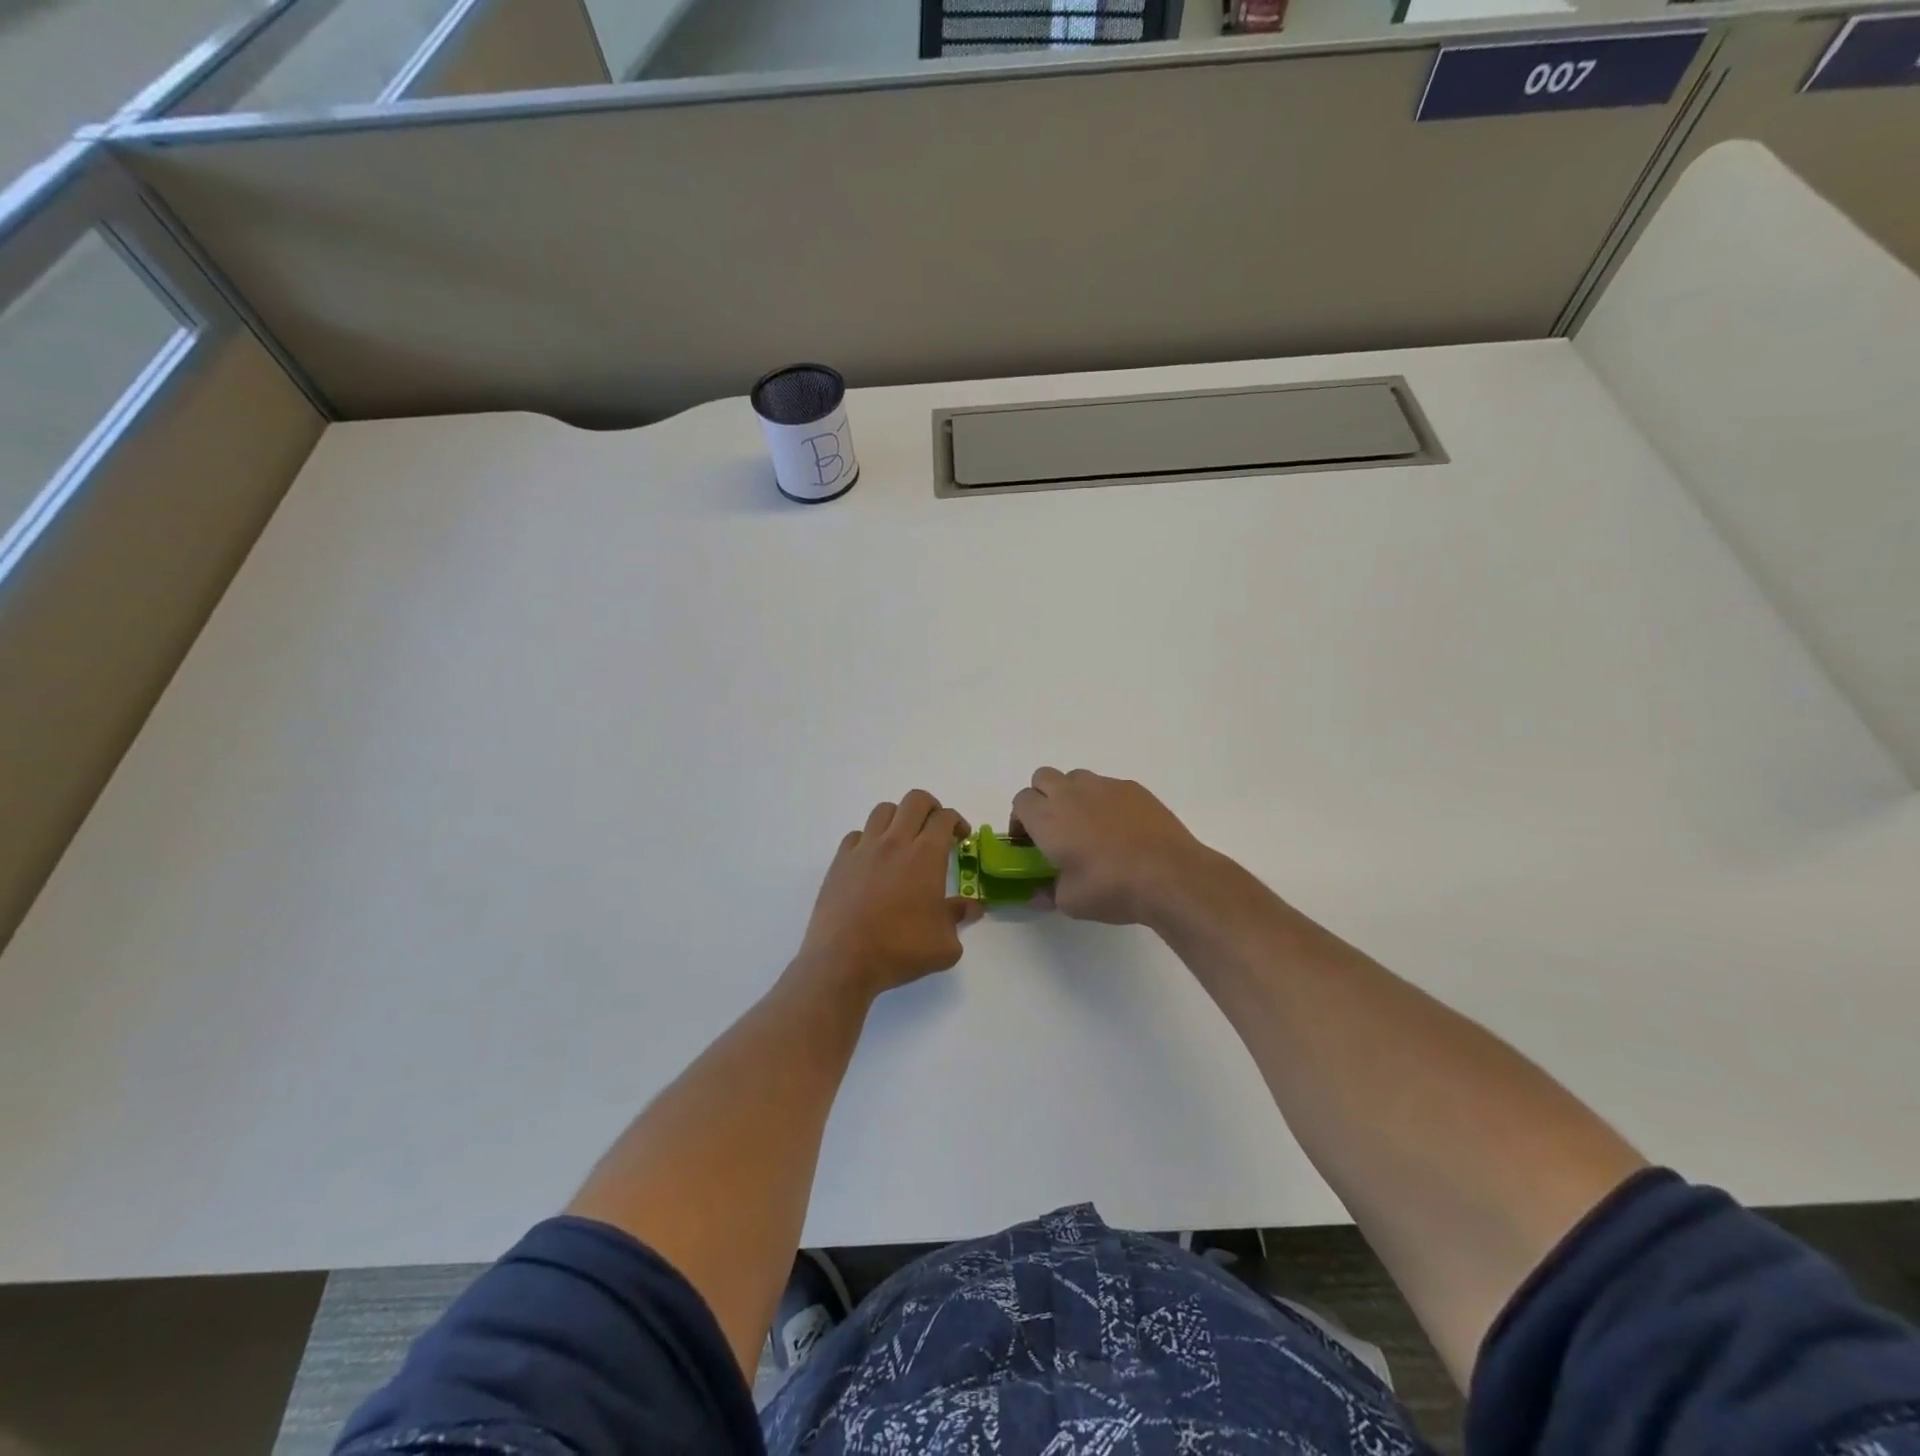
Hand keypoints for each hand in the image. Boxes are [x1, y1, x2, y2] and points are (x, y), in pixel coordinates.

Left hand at [797, 790, 982, 997]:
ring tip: (903, 839)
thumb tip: (972, 907)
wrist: (844, 961)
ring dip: (899, 817)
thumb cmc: (900, 950)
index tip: (961, 838)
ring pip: (884, 810)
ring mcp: (864, 849)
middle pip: (915, 800)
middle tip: (936, 829)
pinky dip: (869, 839)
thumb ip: (959, 917)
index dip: (957, 822)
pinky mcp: (840, 861)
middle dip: (931, 808)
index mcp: (925, 855)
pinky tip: (873, 860)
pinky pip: (857, 834)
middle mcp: (895, 842)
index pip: (945, 818)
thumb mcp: (944, 944)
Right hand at [1011, 768, 1211, 926]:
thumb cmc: (1111, 888)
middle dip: (1042, 797)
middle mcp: (1071, 793)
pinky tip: (1120, 827)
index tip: (1028, 841)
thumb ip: (1048, 893)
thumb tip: (1037, 893)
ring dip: (1073, 794)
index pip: (1021, 801)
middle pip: (1042, 778)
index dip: (1020, 819)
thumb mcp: (1070, 902)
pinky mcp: (1133, 788)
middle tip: (1054, 827)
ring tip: (1088, 824)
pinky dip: (1105, 800)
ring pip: (1076, 778)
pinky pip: (1108, 786)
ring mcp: (1104, 786)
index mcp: (1048, 817)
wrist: (1169, 874)